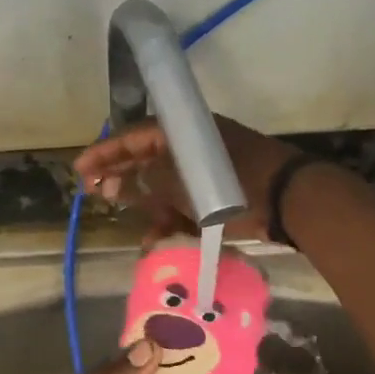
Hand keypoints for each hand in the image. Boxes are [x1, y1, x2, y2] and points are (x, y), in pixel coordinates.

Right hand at [75, 115, 299, 243]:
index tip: (81, 168)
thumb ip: (148, 181)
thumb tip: (116, 182)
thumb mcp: (184, 182)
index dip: (106, 152)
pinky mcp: (218, 193)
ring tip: (125, 221)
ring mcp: (206, 171)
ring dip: (145, 203)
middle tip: (95, 192)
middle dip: (121, 175)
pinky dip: (171, 219)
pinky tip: (156, 241)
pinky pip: (185, 202)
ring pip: (165, 184)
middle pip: (147, 158)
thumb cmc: (238, 184)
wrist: (293, 201)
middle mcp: (193, 147)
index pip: (134, 136)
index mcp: (185, 132)